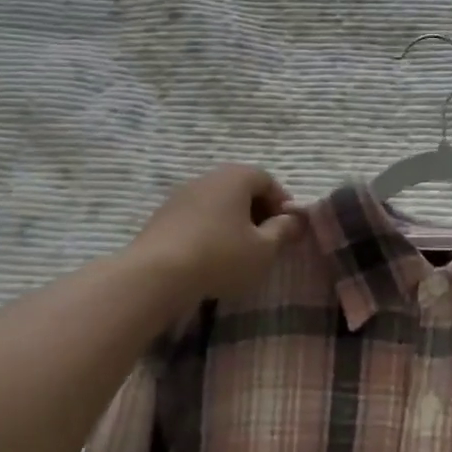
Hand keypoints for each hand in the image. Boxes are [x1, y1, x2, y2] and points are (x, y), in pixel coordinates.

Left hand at [129, 164, 302, 305]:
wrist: (156, 274)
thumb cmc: (221, 256)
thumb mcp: (263, 249)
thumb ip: (283, 231)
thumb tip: (294, 219)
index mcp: (236, 177)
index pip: (267, 180)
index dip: (282, 203)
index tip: (288, 228)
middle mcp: (208, 178)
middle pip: (241, 188)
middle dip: (258, 211)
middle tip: (267, 239)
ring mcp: (181, 195)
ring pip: (217, 203)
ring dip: (232, 221)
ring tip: (239, 250)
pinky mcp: (163, 216)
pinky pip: (197, 216)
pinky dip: (210, 229)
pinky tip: (211, 255)